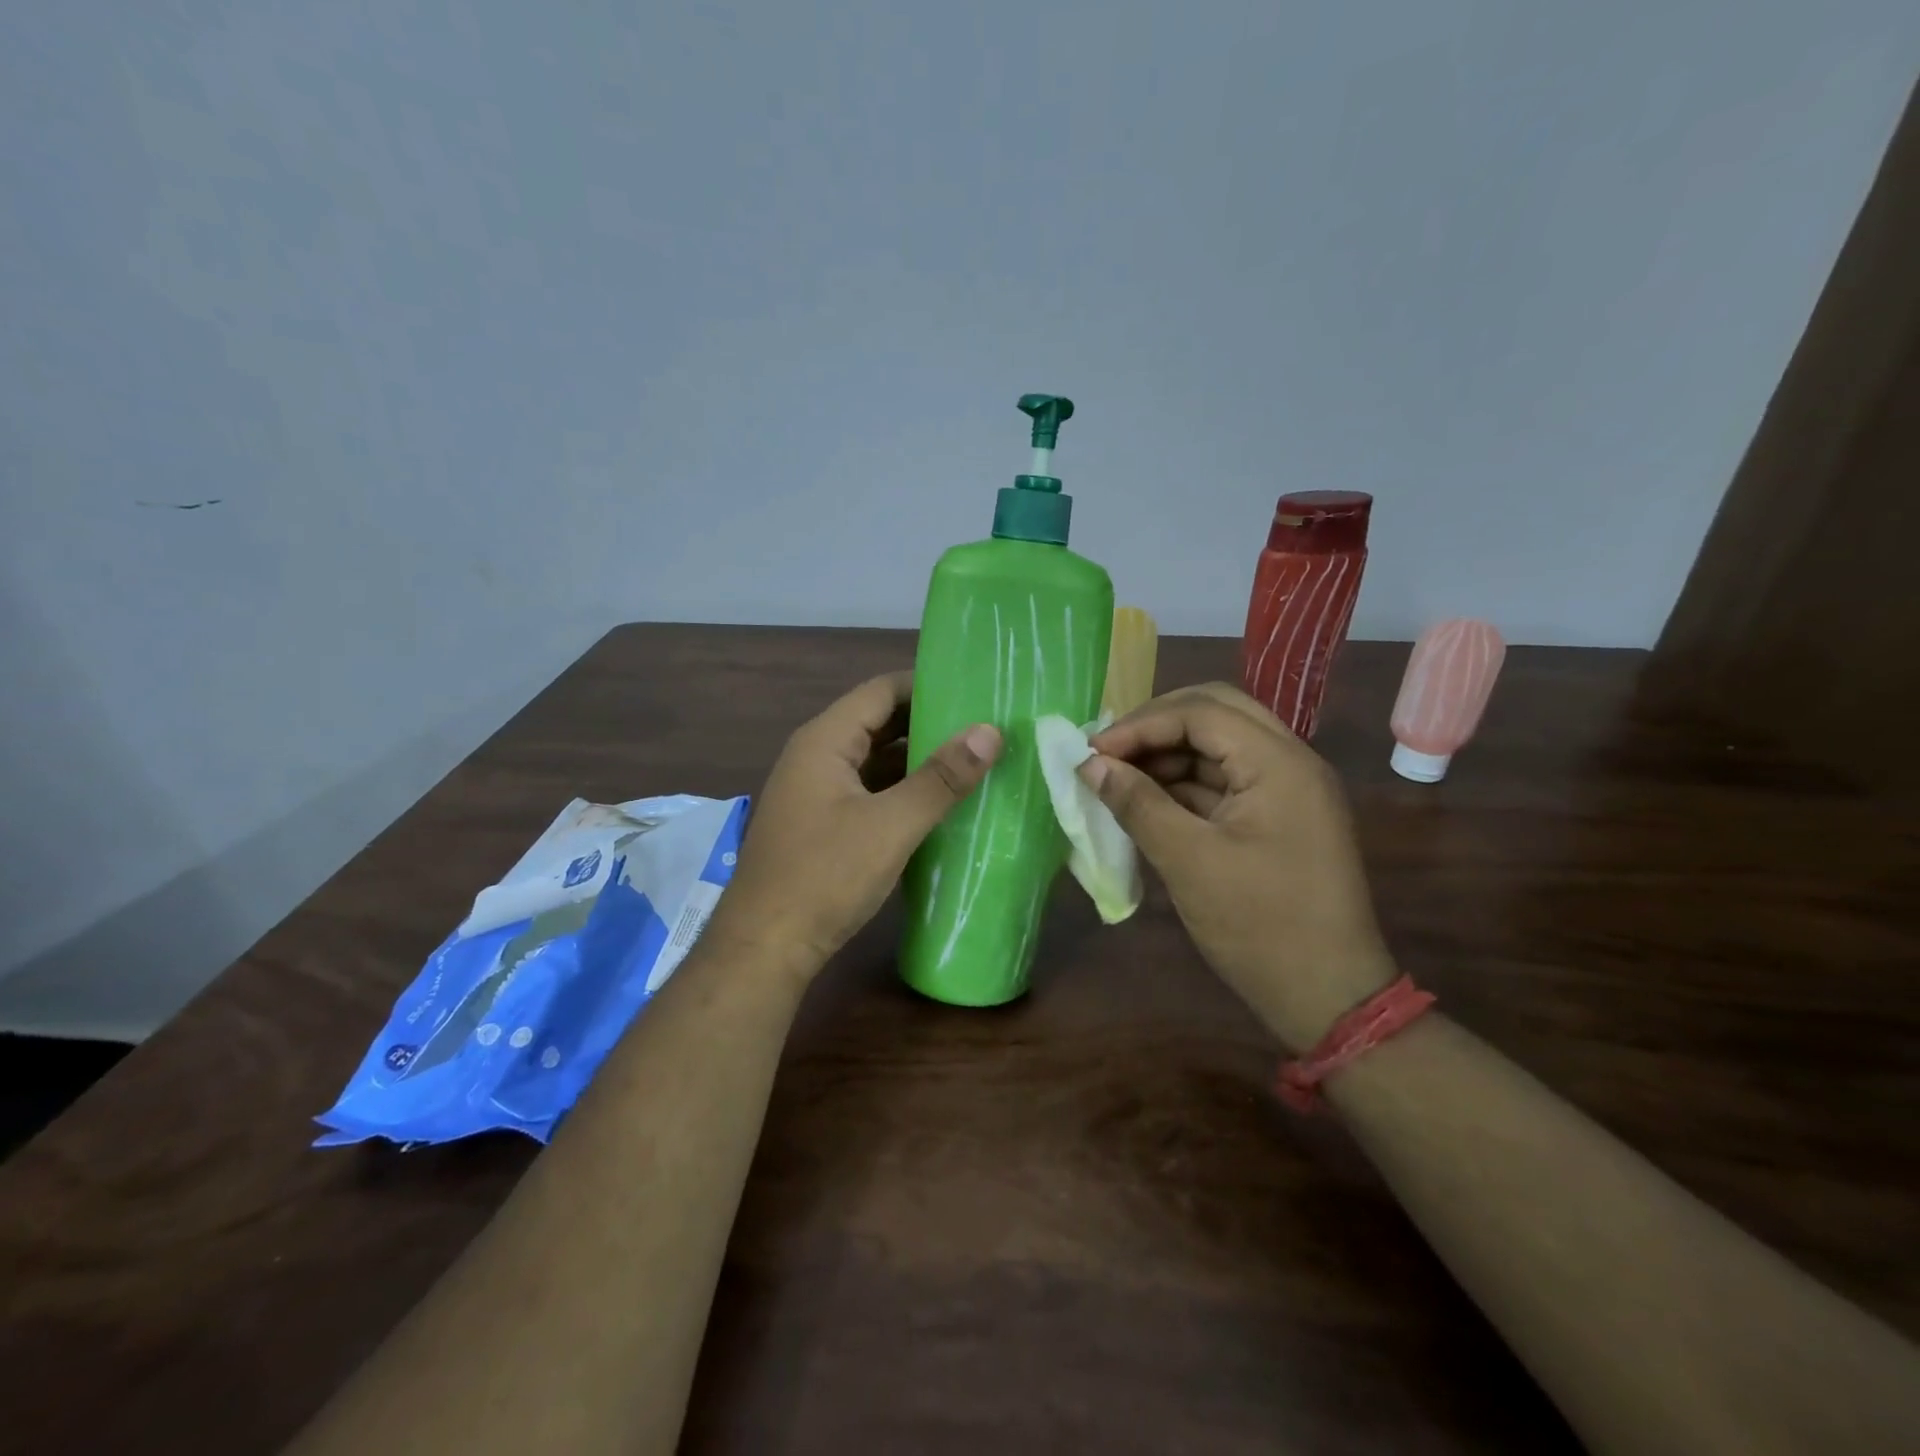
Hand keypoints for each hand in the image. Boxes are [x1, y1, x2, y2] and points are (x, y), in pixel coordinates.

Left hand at [706, 672, 1001, 977]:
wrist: (765, 948)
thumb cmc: (825, 877)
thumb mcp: (891, 826)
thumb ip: (941, 778)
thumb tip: (990, 732)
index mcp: (824, 740)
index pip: (881, 690)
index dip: (927, 684)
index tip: (976, 689)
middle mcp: (816, 756)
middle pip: (877, 722)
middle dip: (928, 722)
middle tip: (983, 726)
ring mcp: (815, 791)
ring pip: (873, 760)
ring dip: (916, 760)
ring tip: (972, 760)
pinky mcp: (821, 824)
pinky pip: (867, 791)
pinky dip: (901, 790)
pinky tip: (937, 804)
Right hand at [1083, 683, 1395, 1051]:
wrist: (1329, 997)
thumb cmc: (1260, 927)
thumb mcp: (1189, 862)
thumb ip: (1138, 804)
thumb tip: (1090, 765)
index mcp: (1279, 763)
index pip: (1201, 712)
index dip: (1140, 724)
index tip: (1092, 752)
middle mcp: (1290, 761)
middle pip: (1215, 712)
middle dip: (1155, 726)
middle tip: (1108, 752)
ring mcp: (1287, 788)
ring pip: (1219, 744)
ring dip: (1168, 754)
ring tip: (1118, 777)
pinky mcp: (1278, 815)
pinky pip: (1225, 778)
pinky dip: (1184, 782)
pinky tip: (1147, 800)